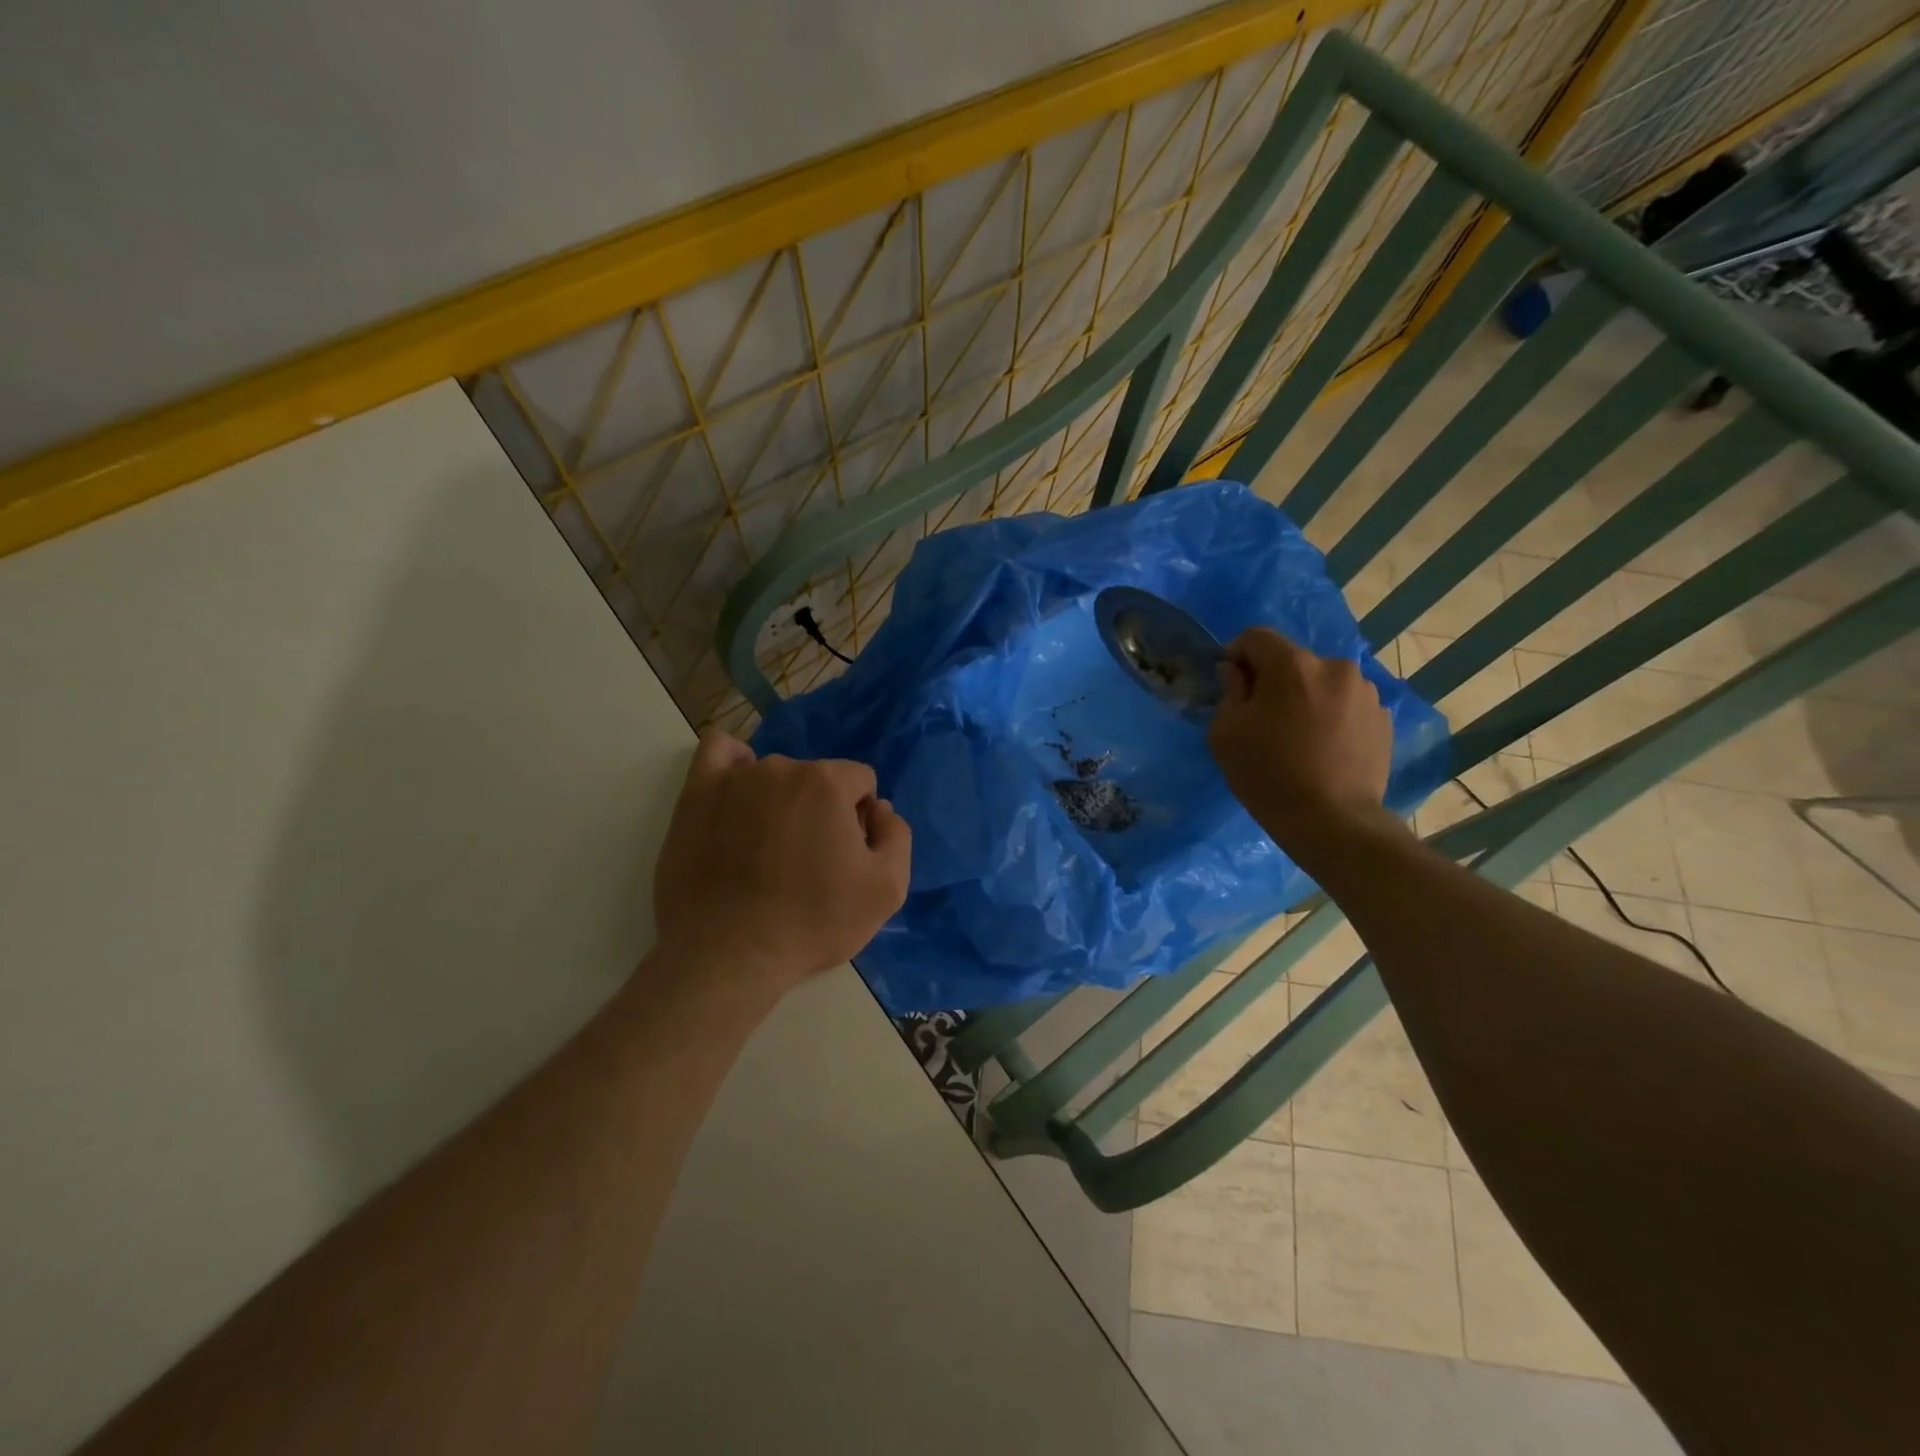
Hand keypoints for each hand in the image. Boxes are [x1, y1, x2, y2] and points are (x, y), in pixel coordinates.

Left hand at [651, 732, 911, 995]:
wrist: (729, 955)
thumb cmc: (813, 923)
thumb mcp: (887, 889)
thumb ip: (896, 835)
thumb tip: (879, 809)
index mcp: (828, 783)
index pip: (861, 781)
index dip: (860, 818)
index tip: (846, 856)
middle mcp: (782, 768)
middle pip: (818, 778)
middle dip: (822, 810)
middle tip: (808, 861)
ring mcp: (734, 779)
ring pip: (774, 775)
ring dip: (780, 800)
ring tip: (767, 849)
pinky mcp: (696, 795)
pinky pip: (718, 752)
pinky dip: (733, 765)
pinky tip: (738, 795)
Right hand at [1209, 627, 1395, 855]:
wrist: (1332, 822)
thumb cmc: (1268, 775)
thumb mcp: (1226, 733)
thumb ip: (1229, 691)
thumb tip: (1236, 672)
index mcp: (1293, 665)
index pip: (1256, 637)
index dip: (1237, 654)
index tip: (1230, 683)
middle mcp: (1335, 667)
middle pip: (1293, 660)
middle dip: (1274, 680)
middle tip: (1263, 718)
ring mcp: (1366, 693)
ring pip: (1322, 682)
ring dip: (1306, 697)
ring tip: (1298, 736)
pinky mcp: (1383, 719)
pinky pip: (1346, 705)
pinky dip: (1330, 716)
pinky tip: (1323, 748)